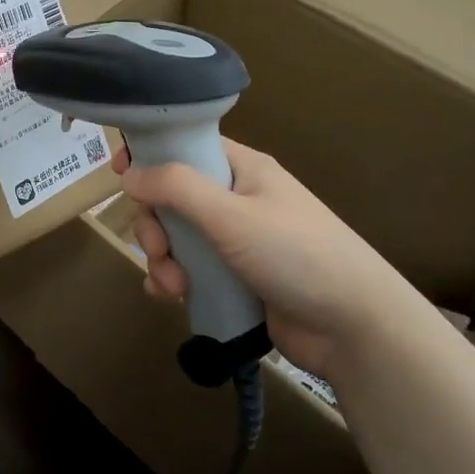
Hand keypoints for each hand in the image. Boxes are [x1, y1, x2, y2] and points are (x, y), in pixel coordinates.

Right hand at [116, 137, 418, 380]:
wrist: (354, 326)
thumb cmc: (296, 254)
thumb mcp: (232, 214)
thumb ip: (177, 188)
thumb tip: (129, 174)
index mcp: (242, 170)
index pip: (186, 147)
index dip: (151, 156)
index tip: (120, 174)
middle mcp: (236, 200)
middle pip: (172, 198)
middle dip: (155, 225)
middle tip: (160, 249)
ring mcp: (235, 242)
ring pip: (177, 238)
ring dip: (163, 259)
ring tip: (172, 286)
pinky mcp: (234, 279)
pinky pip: (189, 271)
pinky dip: (174, 281)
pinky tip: (170, 297)